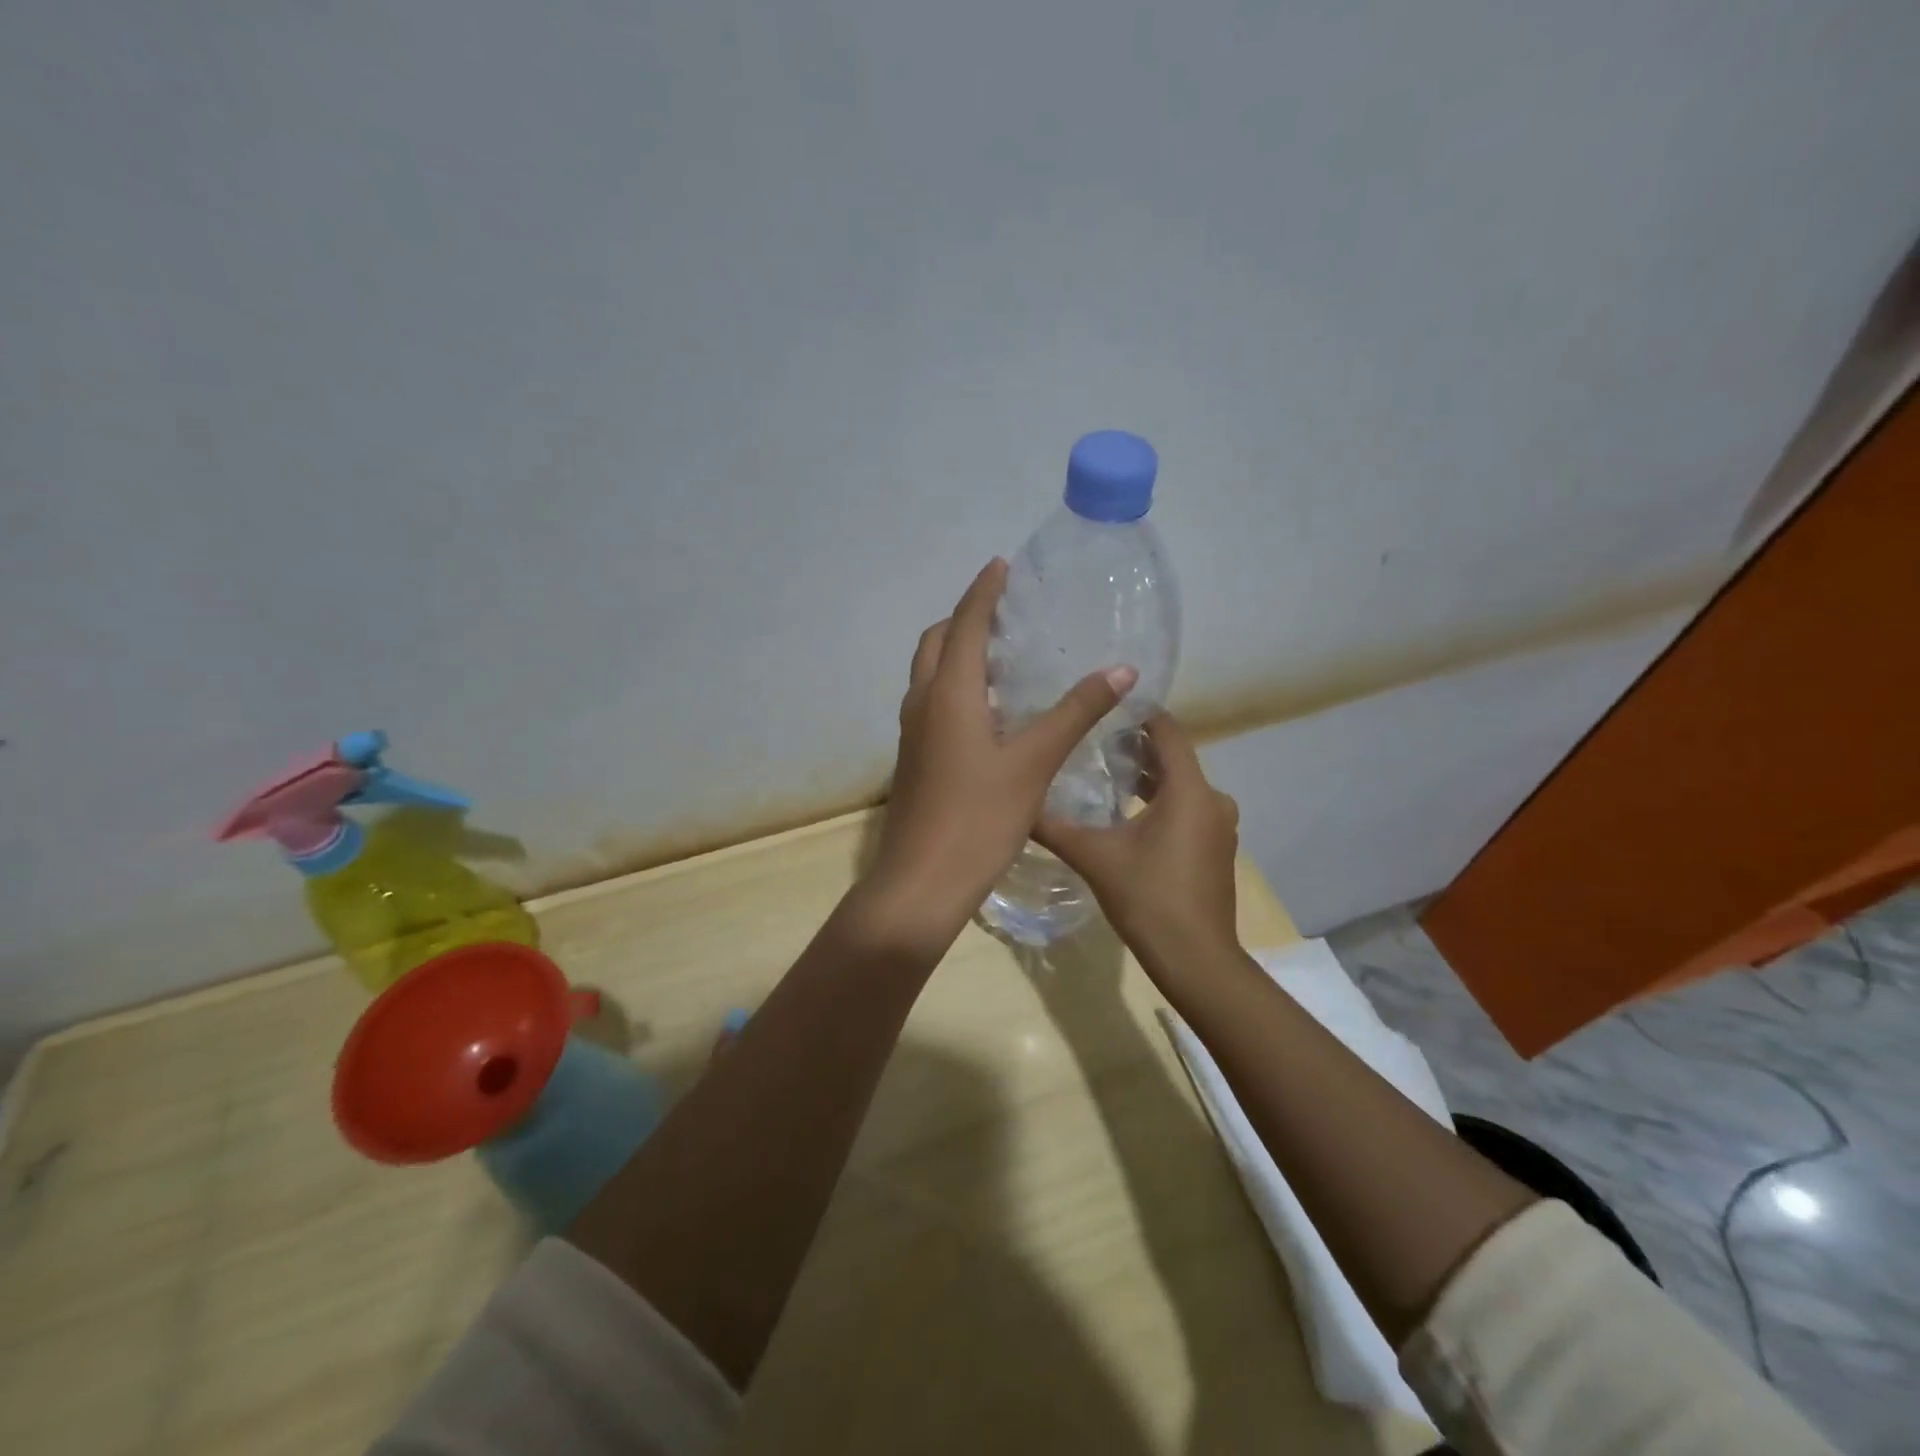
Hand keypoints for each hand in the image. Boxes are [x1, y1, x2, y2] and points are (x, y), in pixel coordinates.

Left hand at [856, 559, 1137, 957]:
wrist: (921, 882)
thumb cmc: (978, 818)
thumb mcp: (1034, 763)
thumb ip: (1075, 714)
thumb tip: (1121, 671)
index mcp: (949, 693)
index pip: (965, 624)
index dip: (984, 591)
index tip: (1002, 565)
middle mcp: (923, 703)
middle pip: (936, 642)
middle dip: (964, 618)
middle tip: (1005, 613)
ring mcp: (913, 733)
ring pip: (930, 673)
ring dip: (956, 652)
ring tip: (1001, 654)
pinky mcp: (914, 758)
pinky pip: (932, 702)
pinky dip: (955, 685)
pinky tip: (990, 710)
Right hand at [1035, 711, 1241, 974]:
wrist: (1196, 959)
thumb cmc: (1148, 898)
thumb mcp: (1094, 857)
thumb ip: (1054, 826)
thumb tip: (1016, 804)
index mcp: (1189, 790)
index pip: (1167, 730)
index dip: (1137, 714)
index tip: (1101, 707)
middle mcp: (1212, 799)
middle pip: (1173, 757)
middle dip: (1134, 748)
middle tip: (1090, 742)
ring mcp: (1219, 826)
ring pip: (1181, 786)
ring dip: (1147, 778)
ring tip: (1103, 775)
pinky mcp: (1216, 848)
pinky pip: (1188, 809)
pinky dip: (1161, 803)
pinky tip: (1126, 815)